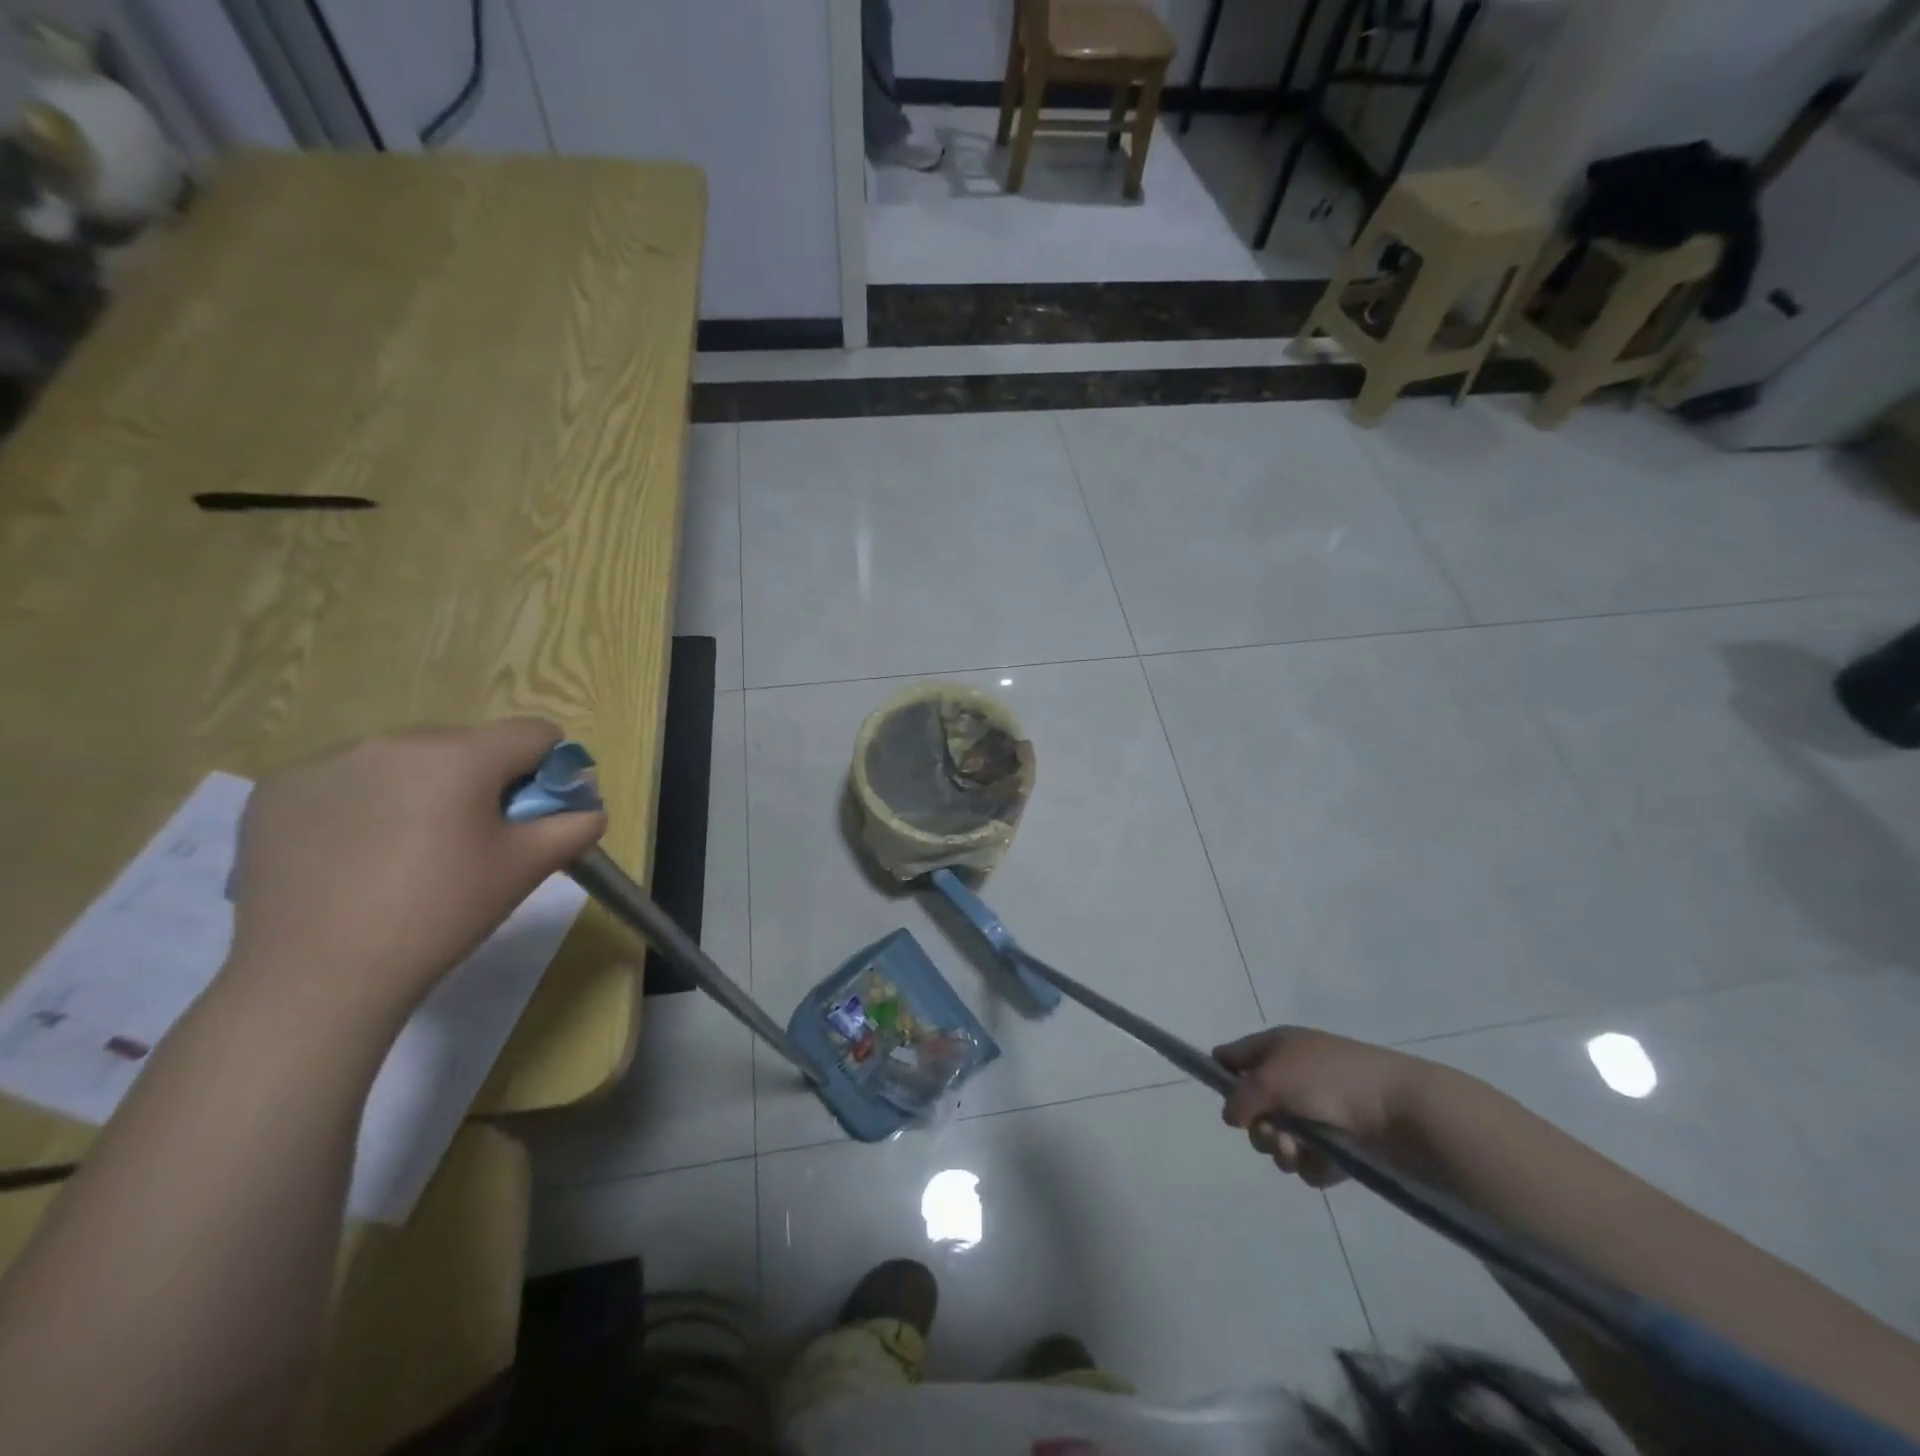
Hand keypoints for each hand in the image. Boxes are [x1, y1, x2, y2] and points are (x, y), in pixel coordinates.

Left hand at [224, 719, 605, 1025]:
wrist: (317, 978)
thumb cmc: (441, 915)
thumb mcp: (526, 868)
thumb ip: (575, 825)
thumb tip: (587, 807)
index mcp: (460, 756)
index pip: (534, 733)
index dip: (549, 770)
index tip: (533, 815)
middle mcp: (393, 741)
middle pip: (468, 744)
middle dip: (482, 781)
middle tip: (471, 841)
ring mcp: (327, 762)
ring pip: (407, 759)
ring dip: (424, 789)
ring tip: (407, 851)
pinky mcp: (277, 790)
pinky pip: (348, 779)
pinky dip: (365, 804)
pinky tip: (356, 855)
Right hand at [1212, 1027, 1435, 1188]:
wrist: (1402, 1110)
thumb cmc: (1329, 1080)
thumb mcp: (1270, 1078)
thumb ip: (1240, 1097)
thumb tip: (1231, 1116)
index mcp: (1277, 1046)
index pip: (1233, 1057)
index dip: (1222, 1077)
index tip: (1227, 1103)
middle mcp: (1293, 1075)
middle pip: (1253, 1107)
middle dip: (1259, 1127)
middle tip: (1276, 1133)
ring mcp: (1318, 1109)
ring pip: (1280, 1138)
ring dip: (1284, 1150)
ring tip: (1302, 1152)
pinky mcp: (1340, 1143)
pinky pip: (1309, 1160)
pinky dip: (1313, 1165)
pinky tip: (1327, 1163)